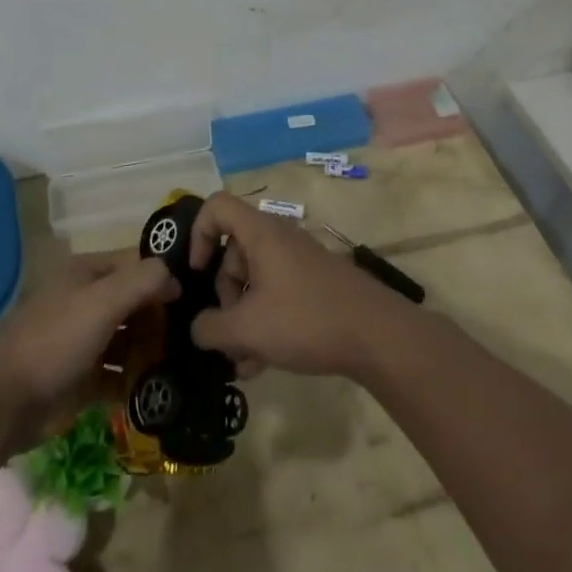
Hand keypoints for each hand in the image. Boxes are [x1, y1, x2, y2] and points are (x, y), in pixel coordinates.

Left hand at [0, 253, 177, 450]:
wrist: (4, 404)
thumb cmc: (55, 340)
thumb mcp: (102, 301)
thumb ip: (142, 280)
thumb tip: (174, 277)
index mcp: (87, 273)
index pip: (137, 263)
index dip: (164, 275)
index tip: (197, 294)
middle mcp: (87, 300)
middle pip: (135, 301)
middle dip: (161, 317)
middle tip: (194, 333)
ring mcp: (84, 340)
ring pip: (129, 338)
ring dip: (152, 350)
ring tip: (184, 363)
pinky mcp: (83, 378)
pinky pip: (119, 374)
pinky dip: (136, 380)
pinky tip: (160, 389)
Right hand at [186, 192, 409, 379]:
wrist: (376, 335)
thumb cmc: (305, 319)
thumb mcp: (248, 329)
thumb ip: (211, 329)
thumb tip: (198, 328)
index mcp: (260, 233)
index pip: (217, 207)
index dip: (198, 233)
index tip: (196, 272)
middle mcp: (279, 238)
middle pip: (234, 251)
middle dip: (224, 294)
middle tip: (227, 332)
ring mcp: (299, 260)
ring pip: (255, 278)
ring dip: (242, 317)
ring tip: (244, 362)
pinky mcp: (314, 283)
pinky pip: (276, 293)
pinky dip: (264, 321)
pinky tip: (262, 364)